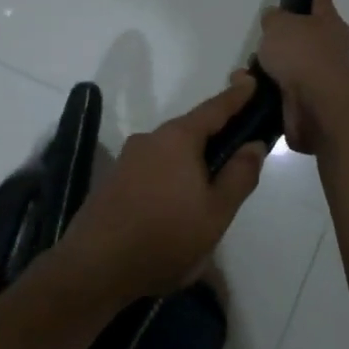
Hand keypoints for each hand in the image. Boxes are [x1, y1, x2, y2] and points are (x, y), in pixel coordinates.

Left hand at [58, 76, 267, 299]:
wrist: (94, 267)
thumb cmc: (165, 237)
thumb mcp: (216, 212)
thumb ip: (239, 175)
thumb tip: (254, 144)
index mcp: (178, 138)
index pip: (214, 109)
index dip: (236, 97)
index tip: (251, 81)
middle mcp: (150, 138)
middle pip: (191, 131)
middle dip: (214, 139)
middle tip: (237, 159)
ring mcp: (127, 159)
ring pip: (171, 153)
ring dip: (191, 165)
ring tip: (207, 196)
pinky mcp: (113, 180)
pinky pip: (153, 169)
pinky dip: (171, 178)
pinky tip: (175, 208)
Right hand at [256, 0, 348, 153]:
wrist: (317, 105)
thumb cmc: (303, 54)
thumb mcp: (280, 24)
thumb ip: (274, 18)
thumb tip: (275, 19)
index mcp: (328, 23)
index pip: (322, 0)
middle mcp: (327, 49)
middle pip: (302, 38)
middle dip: (280, 40)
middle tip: (260, 41)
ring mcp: (317, 78)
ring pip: (286, 67)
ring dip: (265, 69)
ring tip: (243, 73)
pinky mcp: (305, 104)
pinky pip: (277, 92)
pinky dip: (261, 91)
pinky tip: (245, 91)